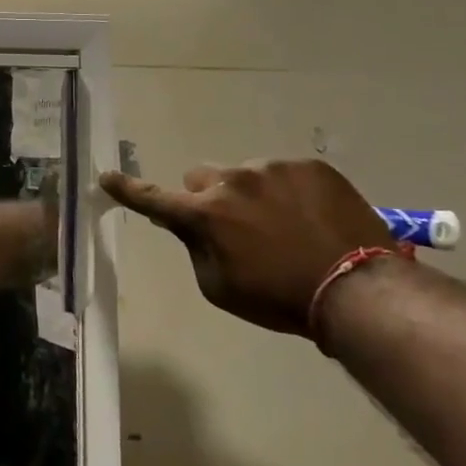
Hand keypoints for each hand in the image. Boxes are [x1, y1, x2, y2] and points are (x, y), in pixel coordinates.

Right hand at [99, 159, 392, 336]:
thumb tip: (183, 224)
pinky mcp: (309, 166)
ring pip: (245, 175)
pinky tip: (311, 218)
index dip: (127, 189)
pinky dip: (288, 192)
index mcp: (204, 214)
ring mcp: (272, 169)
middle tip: (234, 225)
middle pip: (201, 178)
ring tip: (286, 227)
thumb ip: (194, 248)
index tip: (106, 176)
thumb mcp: (220, 287)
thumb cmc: (279, 299)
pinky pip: (284, 173)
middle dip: (208, 197)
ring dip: (252, 195)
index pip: (153, 198)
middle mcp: (231, 181)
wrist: (359, 290)